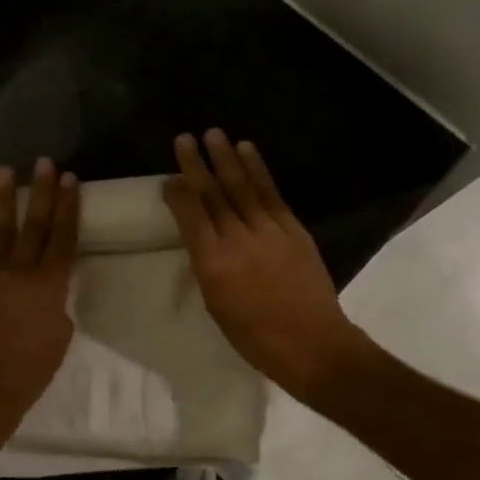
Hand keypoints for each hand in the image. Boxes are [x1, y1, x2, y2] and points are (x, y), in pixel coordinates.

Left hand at [0, 159, 80, 436]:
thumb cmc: (29, 371)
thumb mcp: (59, 336)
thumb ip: (56, 303)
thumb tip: (46, 287)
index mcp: (50, 286)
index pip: (63, 237)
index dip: (68, 207)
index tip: (70, 180)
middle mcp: (19, 271)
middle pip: (34, 224)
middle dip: (41, 191)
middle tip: (44, 163)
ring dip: (4, 196)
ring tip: (6, 170)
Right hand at [163, 130, 365, 402]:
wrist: (312, 344)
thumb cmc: (254, 336)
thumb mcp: (216, 304)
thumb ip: (207, 265)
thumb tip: (203, 237)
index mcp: (212, 263)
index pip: (190, 216)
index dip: (177, 193)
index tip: (168, 178)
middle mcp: (237, 239)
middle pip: (213, 194)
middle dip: (197, 164)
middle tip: (185, 138)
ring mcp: (268, 230)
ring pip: (243, 186)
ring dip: (227, 158)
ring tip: (215, 134)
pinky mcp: (293, 229)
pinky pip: (271, 193)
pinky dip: (259, 170)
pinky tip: (248, 152)